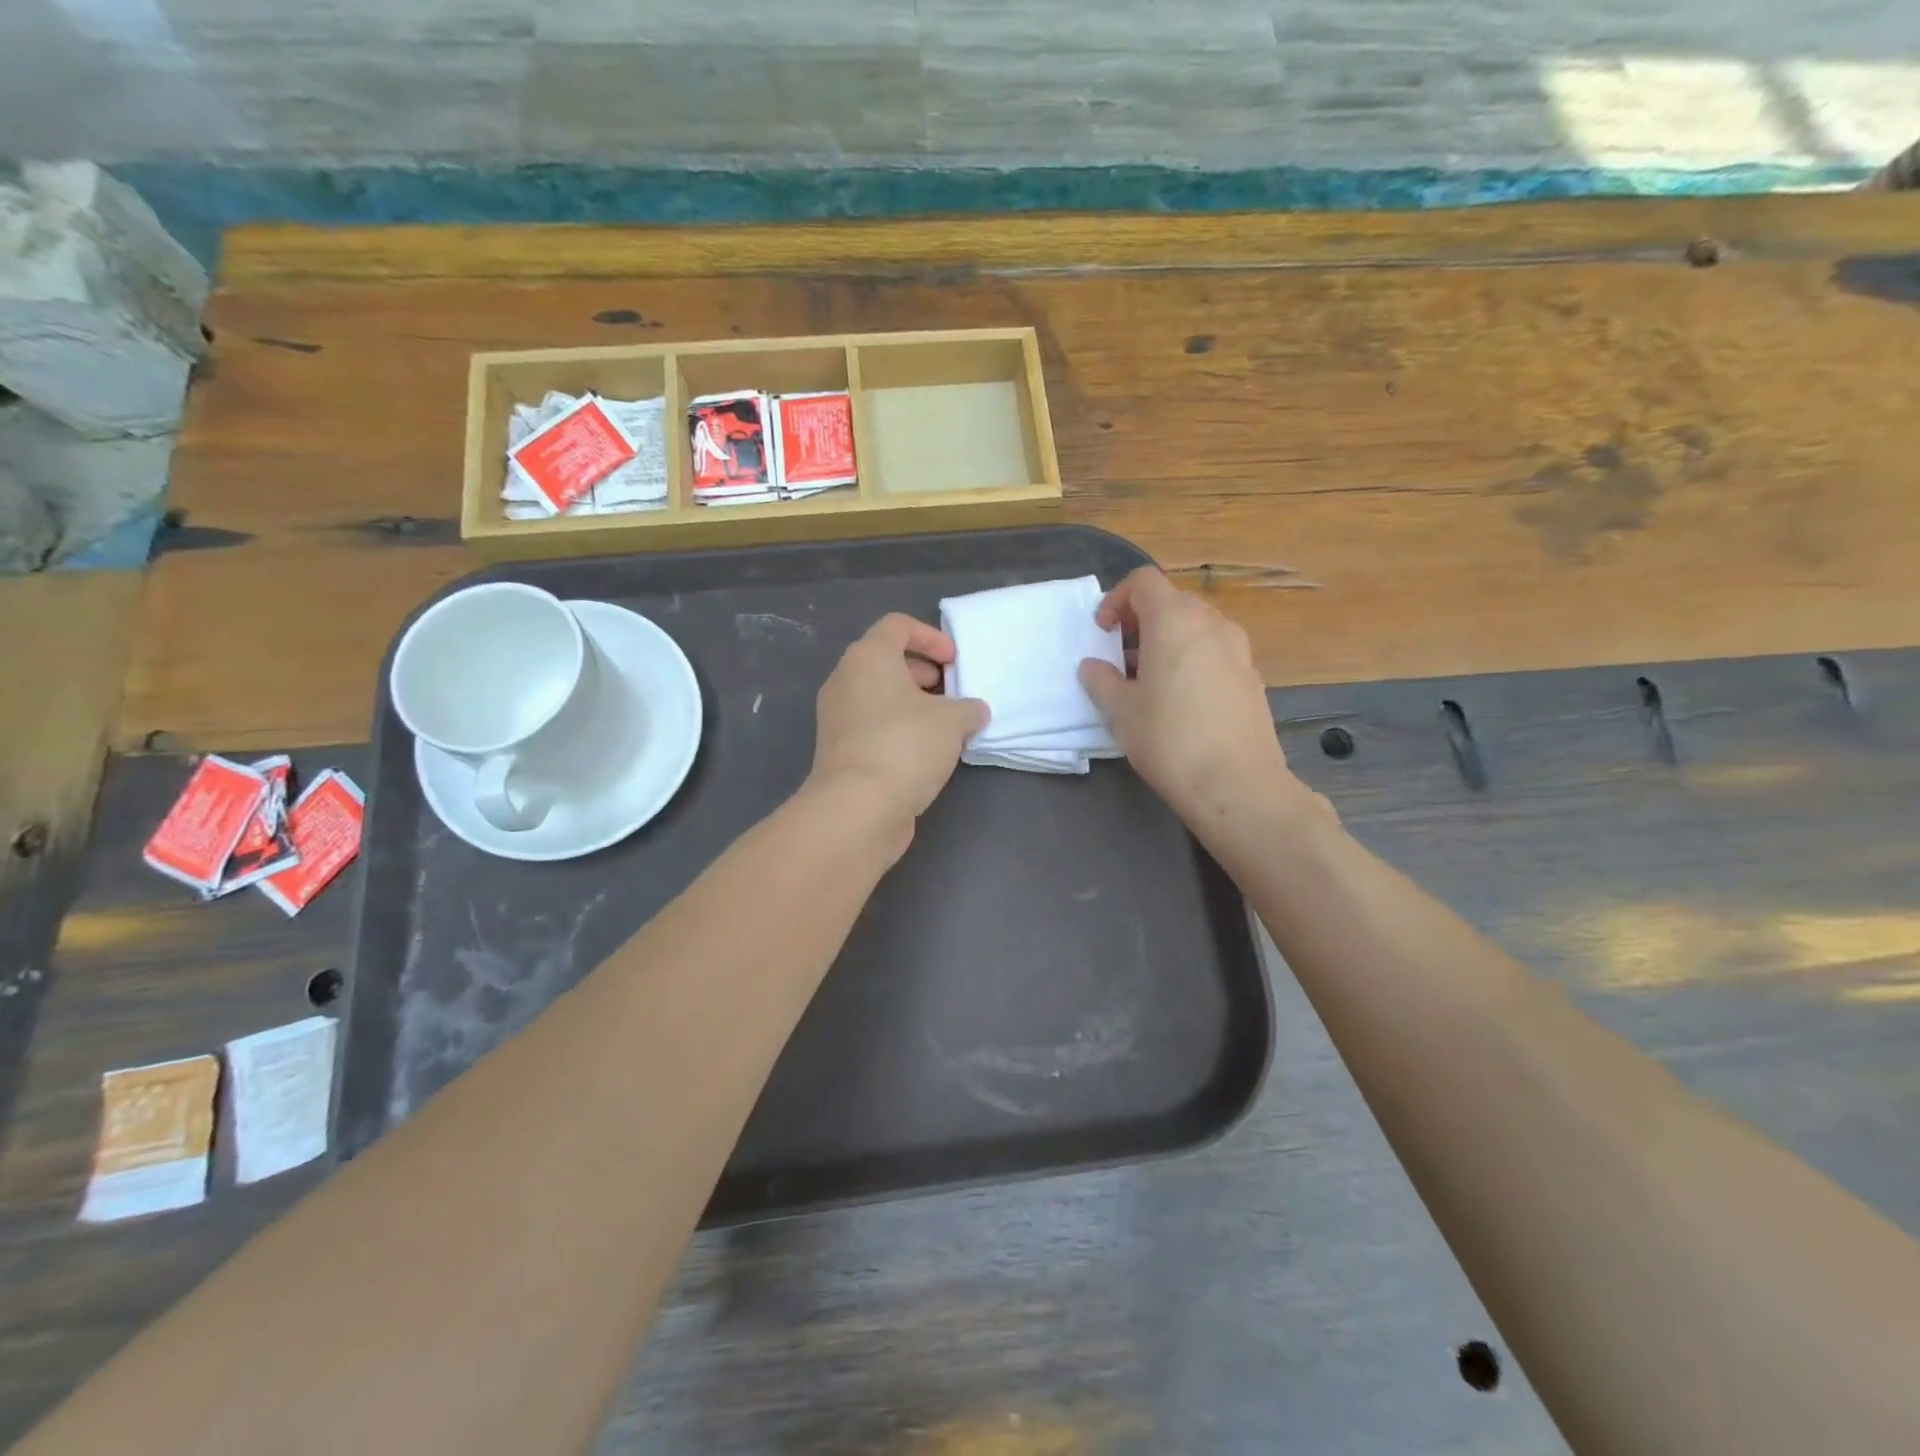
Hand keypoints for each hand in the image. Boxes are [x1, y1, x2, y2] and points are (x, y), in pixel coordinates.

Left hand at [808, 613, 988, 845]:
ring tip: (942, 727)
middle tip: (949, 693)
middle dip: (921, 672)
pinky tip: (923, 754)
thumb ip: (968, 708)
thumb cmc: (906, 746)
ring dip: (910, 704)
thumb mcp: (953, 721)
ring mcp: (836, 717)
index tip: (954, 663)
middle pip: (884, 660)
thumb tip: (972, 712)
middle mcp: (845, 680)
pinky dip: (896, 729)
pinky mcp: (838, 750)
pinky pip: (871, 725)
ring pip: (877, 695)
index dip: (931, 637)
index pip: (897, 625)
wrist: (857, 807)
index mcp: (868, 657)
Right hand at [1078, 567, 1297, 825]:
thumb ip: (1101, 680)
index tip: (1103, 632)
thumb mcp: (1120, 711)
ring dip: (1167, 642)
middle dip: (1141, 622)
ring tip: (1148, 681)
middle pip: (1171, 602)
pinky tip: (1181, 701)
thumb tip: (1093, 666)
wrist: (1237, 784)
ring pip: (1195, 627)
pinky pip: (1214, 652)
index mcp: (1175, 620)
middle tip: (1120, 657)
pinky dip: (1192, 660)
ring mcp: (1238, 649)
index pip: (1143, 581)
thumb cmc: (1169, 739)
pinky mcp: (1252, 677)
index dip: (1117, 599)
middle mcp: (1212, 623)